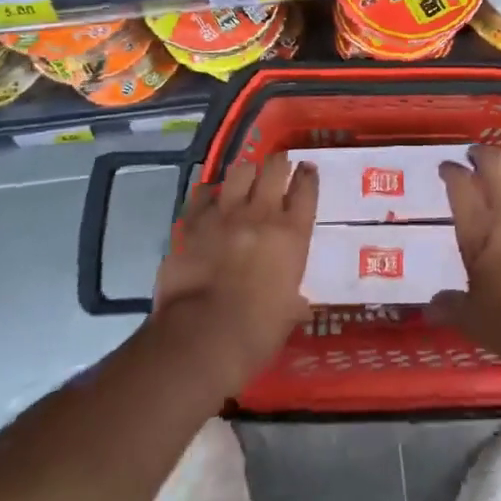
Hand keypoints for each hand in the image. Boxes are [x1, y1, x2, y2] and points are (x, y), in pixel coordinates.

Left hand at [151, 151, 317, 396]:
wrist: (201, 337)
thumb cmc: (255, 333)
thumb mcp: (289, 314)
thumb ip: (293, 298)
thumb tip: (296, 303)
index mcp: (292, 234)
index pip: (306, 190)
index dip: (307, 176)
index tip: (306, 169)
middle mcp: (261, 214)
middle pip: (274, 168)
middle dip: (277, 163)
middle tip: (277, 166)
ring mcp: (225, 214)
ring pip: (239, 171)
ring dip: (245, 172)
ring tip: (245, 178)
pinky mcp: (192, 223)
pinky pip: (202, 195)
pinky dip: (209, 194)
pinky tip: (210, 200)